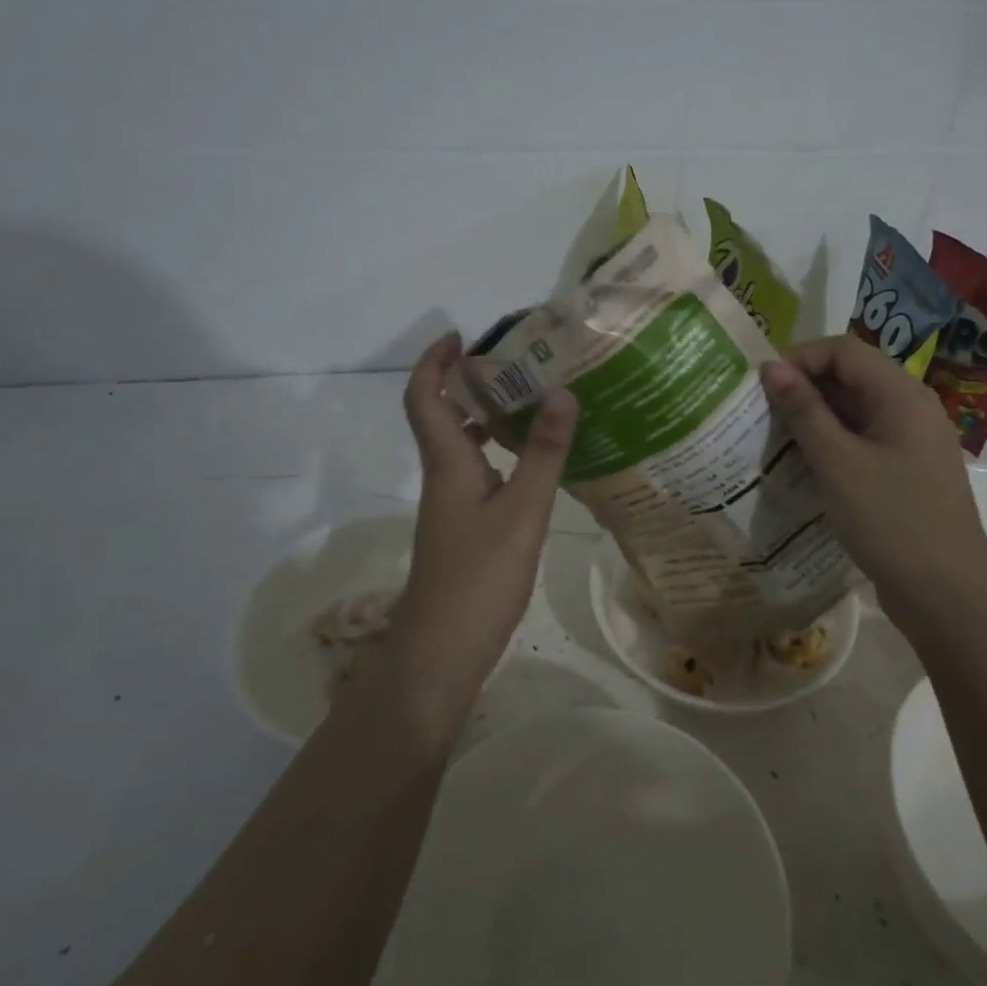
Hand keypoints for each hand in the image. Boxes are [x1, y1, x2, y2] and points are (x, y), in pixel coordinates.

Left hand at [362, 333, 576, 732]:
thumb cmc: (479, 576)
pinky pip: (479, 472)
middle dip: (469, 383)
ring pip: (462, 445)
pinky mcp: (465, 526)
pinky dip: (500, 454)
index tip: (461, 336)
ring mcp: (452, 504)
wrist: (443, 650)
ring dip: (487, 418)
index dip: (434, 362)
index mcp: (448, 463)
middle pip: (442, 416)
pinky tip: (536, 463)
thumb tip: (561, 392)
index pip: (425, 398)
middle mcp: (444, 475)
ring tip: (533, 402)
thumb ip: (544, 453)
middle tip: (515, 365)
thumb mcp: (523, 510)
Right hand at [761, 337, 986, 636]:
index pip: (843, 350)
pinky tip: (802, 463)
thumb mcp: (838, 462)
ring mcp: (911, 440)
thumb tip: (769, 366)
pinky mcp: (905, 469)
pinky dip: (831, 442)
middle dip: (803, 386)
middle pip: (851, 375)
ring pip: (855, 409)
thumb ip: (803, 411)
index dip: (799, 357)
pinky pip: (863, 438)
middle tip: (759, 412)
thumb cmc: (890, 520)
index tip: (759, 384)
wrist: (946, 594)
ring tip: (772, 436)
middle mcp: (911, 407)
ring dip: (814, 416)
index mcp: (901, 394)